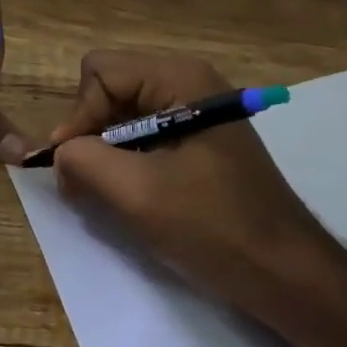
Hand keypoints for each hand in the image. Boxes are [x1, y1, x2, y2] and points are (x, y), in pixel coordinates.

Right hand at [49, 52, 324, 315]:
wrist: (287, 274)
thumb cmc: (214, 227)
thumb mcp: (138, 193)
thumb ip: (84, 160)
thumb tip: (59, 152)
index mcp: (180, 79)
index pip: (99, 72)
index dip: (79, 116)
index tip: (75, 167)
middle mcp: (189, 82)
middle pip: (112, 88)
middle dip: (91, 133)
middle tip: (87, 184)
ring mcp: (198, 111)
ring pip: (125, 114)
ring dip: (108, 152)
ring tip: (112, 195)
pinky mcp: (202, 140)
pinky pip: (147, 135)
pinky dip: (129, 162)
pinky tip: (137, 196)